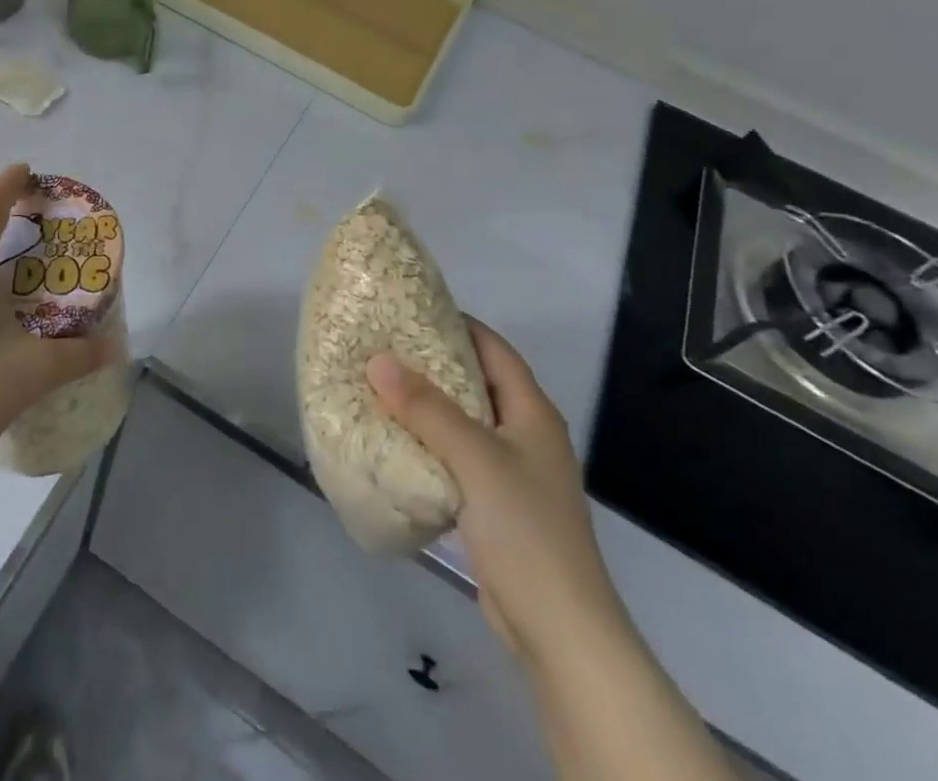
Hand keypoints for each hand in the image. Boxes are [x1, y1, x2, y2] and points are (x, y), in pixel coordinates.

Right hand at [367, 318, 627, 671]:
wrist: (559, 630)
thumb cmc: (524, 530)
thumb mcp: (474, 458)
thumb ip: (426, 408)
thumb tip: (378, 359)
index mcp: (531, 413)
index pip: (494, 348)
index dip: (457, 323)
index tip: (410, 308)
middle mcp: (524, 434)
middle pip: (476, 382)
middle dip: (432, 362)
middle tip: (383, 345)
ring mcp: (511, 472)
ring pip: (463, 421)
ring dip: (426, 405)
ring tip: (379, 385)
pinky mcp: (494, 505)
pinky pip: (456, 457)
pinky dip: (428, 442)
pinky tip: (393, 440)